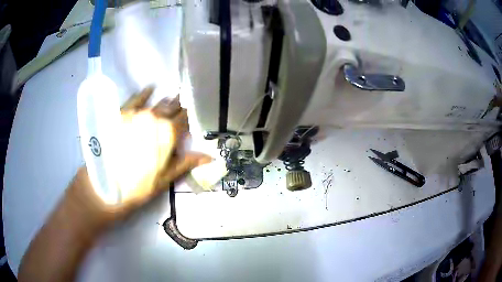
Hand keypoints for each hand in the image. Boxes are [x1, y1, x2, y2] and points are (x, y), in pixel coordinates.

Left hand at [72, 87, 210, 222]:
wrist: (104, 185)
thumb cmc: (137, 187)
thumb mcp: (164, 179)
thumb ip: (186, 163)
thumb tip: (210, 157)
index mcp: (167, 135)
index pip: (183, 121)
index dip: (189, 118)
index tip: (194, 115)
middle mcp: (154, 120)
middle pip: (171, 110)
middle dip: (179, 108)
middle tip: (184, 104)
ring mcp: (137, 114)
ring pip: (156, 103)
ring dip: (166, 101)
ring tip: (174, 96)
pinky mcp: (122, 114)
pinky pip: (135, 98)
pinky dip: (144, 93)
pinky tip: (150, 88)